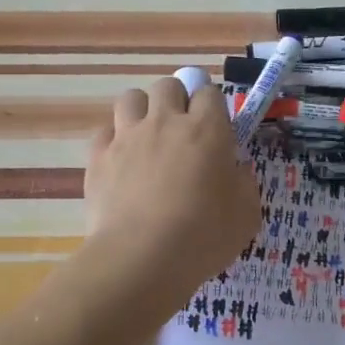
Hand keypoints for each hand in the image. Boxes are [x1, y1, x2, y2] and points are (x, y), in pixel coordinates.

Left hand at [84, 77, 261, 298]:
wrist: (142, 258)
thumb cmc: (204, 236)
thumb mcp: (246, 214)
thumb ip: (244, 184)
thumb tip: (236, 169)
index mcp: (206, 130)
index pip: (210, 93)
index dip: (212, 108)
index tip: (215, 131)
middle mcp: (165, 122)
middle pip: (168, 85)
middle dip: (176, 100)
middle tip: (181, 131)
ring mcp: (127, 137)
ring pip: (131, 98)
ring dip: (141, 111)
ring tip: (147, 139)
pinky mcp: (98, 157)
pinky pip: (104, 131)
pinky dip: (114, 140)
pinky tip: (121, 162)